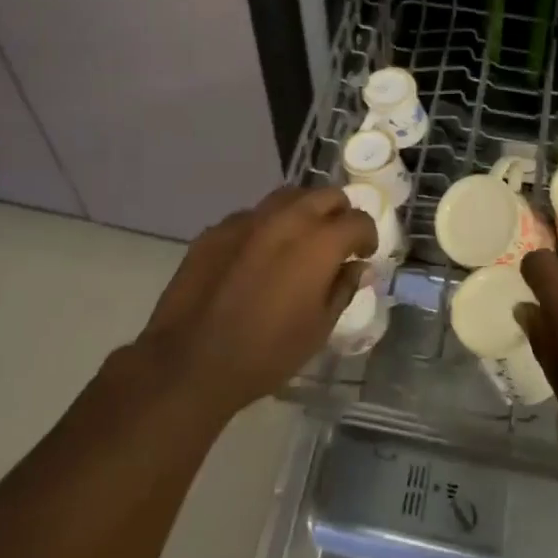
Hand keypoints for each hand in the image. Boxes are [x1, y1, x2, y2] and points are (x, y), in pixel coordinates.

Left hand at [138, 186, 376, 418]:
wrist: (190, 362)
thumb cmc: (266, 353)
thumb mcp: (319, 329)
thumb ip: (343, 288)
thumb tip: (357, 267)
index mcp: (319, 242)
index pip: (359, 220)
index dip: (367, 237)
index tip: (363, 255)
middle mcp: (286, 219)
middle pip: (326, 195)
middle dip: (339, 214)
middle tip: (336, 242)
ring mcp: (248, 219)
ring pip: (288, 197)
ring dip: (303, 212)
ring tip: (299, 241)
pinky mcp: (217, 229)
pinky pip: (252, 216)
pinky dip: (266, 227)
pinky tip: (257, 257)